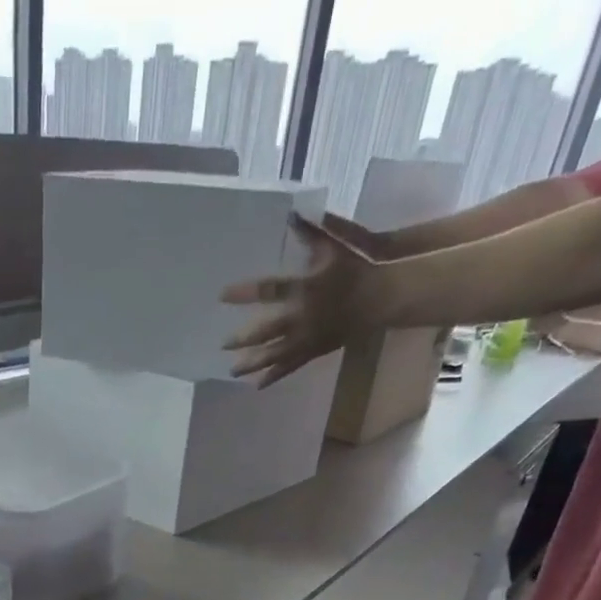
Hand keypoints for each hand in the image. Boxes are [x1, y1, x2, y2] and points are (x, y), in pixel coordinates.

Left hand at [223, 214, 387, 386]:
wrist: (378, 299)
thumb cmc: (355, 268)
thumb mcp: (333, 246)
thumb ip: (310, 233)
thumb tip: (289, 214)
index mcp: (303, 289)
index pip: (267, 290)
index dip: (243, 293)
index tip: (221, 296)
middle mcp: (301, 317)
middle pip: (265, 332)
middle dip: (242, 339)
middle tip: (223, 344)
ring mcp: (306, 338)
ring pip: (274, 355)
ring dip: (252, 364)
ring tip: (233, 371)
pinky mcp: (313, 351)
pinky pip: (289, 367)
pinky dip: (273, 376)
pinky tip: (257, 384)